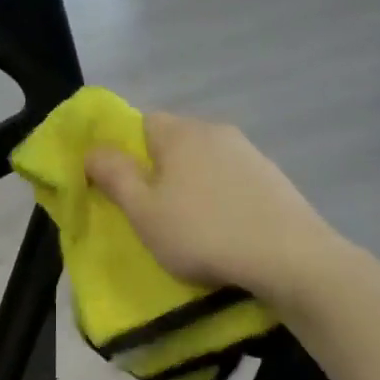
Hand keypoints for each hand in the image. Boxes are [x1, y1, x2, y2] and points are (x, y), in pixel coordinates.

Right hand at [84, 113, 339, 308]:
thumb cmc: (202, 233)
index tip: (128, 189)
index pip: (143, 123)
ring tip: (193, 225)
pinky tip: (227, 228)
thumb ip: (114, 176)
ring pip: (207, 161)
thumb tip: (92, 150)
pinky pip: (233, 179)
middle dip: (162, 169)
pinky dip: (223, 197)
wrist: (288, 257)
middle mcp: (216, 131)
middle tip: (156, 211)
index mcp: (180, 133)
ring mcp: (251, 152)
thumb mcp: (143, 212)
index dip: (129, 152)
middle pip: (176, 142)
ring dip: (194, 184)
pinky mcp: (274, 178)